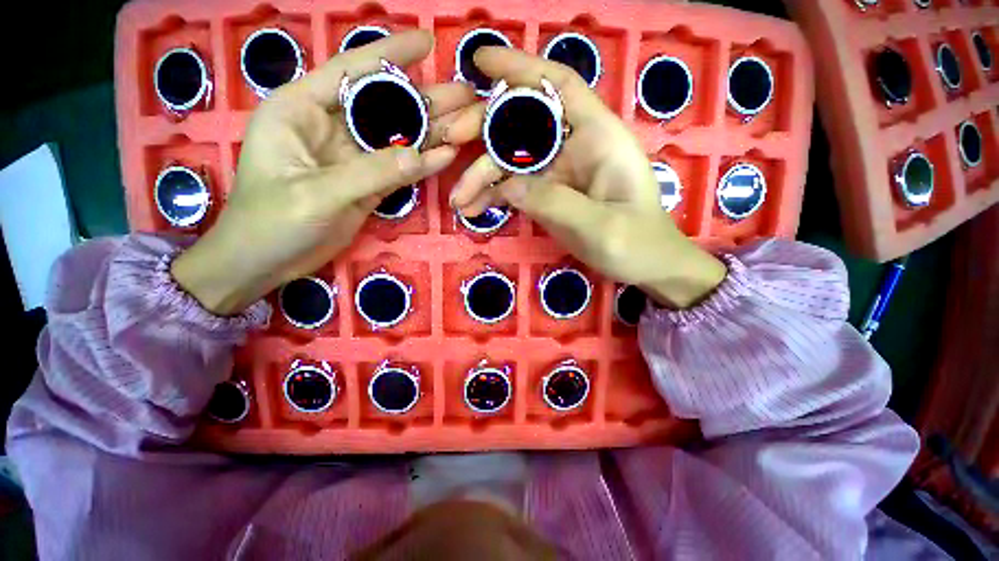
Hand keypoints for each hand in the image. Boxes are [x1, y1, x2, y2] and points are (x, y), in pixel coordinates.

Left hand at [172, 31, 475, 314]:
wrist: (268, 262)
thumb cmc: (271, 222)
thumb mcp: (317, 193)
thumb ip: (370, 172)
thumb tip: (421, 156)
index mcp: (302, 109)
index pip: (351, 70)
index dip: (389, 53)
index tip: (426, 42)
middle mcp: (330, 126)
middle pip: (384, 105)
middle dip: (424, 97)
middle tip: (464, 92)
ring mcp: (353, 158)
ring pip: (397, 138)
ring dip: (430, 131)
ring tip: (466, 120)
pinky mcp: (368, 183)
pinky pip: (400, 169)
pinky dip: (422, 164)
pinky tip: (447, 156)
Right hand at [447, 48, 725, 308]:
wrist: (645, 266)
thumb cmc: (636, 243)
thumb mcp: (600, 226)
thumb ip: (555, 203)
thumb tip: (508, 186)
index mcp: (599, 138)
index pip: (559, 86)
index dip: (520, 68)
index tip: (480, 62)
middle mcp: (575, 146)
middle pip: (524, 122)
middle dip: (484, 128)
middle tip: (449, 141)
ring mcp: (559, 172)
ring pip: (513, 160)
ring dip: (481, 174)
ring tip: (458, 198)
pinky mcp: (549, 194)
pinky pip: (515, 188)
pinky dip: (493, 196)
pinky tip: (474, 209)